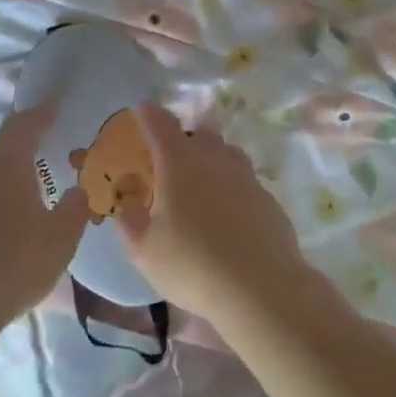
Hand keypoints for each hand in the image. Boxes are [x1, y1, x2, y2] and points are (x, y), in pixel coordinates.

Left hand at [0, 107, 89, 320]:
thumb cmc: (11, 267)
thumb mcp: (60, 241)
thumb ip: (75, 210)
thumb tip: (79, 188)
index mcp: (7, 167)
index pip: (22, 126)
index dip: (40, 113)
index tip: (54, 105)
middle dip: (18, 152)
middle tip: (40, 165)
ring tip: (20, 202)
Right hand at [115, 104, 310, 313]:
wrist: (260, 287)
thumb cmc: (192, 265)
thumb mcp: (144, 250)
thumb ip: (130, 222)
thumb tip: (127, 205)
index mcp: (179, 165)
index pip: (161, 125)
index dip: (150, 114)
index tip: (143, 110)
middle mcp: (215, 161)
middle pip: (199, 134)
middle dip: (184, 139)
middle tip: (171, 160)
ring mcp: (246, 177)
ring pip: (227, 153)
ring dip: (212, 158)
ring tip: (201, 183)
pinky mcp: (268, 199)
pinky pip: (245, 180)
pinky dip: (232, 186)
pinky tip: (228, 212)